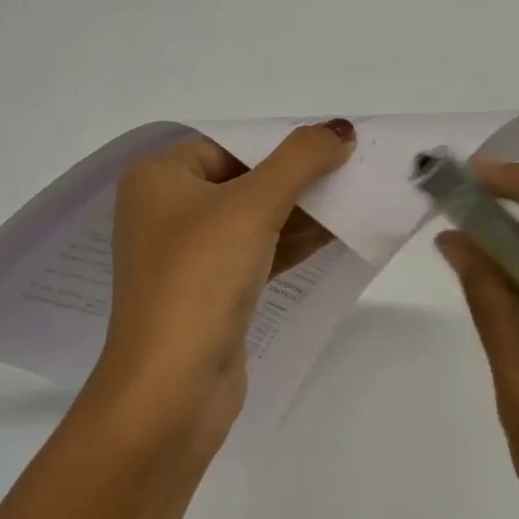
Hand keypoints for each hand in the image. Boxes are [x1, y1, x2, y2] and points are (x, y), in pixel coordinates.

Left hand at [92, 121, 355, 435]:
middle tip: (356, 170)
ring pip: (255, 219)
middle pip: (245, 180)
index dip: (284, 143)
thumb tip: (340, 129)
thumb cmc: (200, 278)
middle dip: (299, 178)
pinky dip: (293, 243)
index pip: (230, 145)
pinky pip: (257, 253)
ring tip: (359, 197)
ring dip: (304, 211)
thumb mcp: (252, 205)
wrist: (171, 389)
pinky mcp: (211, 292)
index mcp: (159, 178)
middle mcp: (167, 211)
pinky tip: (340, 234)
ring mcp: (188, 256)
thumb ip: (300, 160)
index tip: (336, 144)